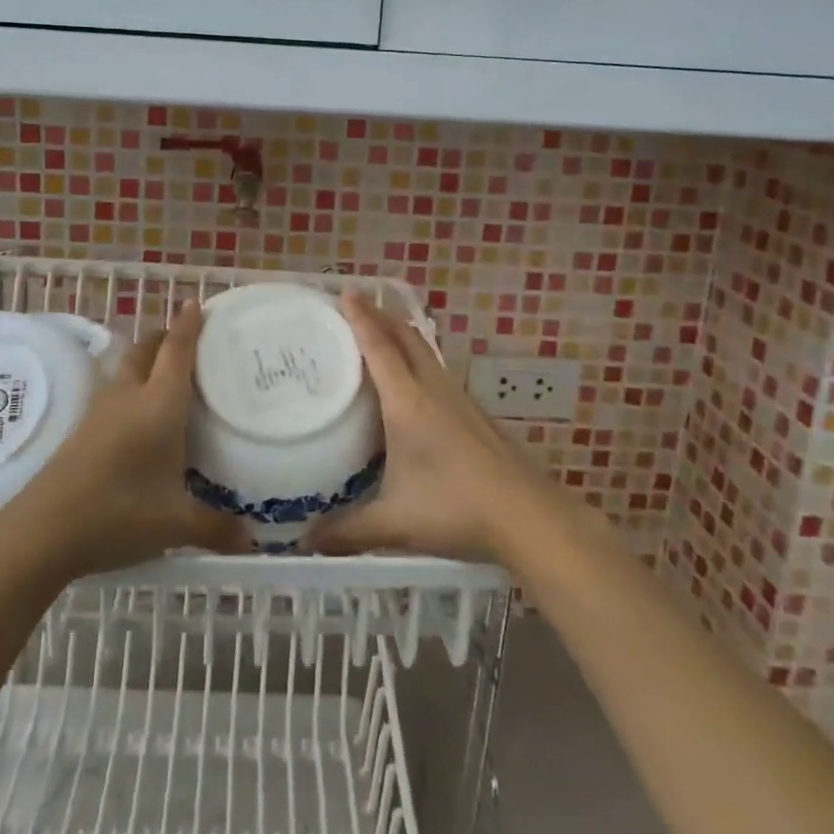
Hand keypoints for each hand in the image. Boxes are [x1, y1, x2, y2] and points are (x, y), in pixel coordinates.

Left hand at [8, 303, 249, 577]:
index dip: (189, 325)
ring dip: (146, 358)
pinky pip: (114, 390)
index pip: (177, 351)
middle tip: (188, 337)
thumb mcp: (175, 525)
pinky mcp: (83, 429)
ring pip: (127, 367)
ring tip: (166, 370)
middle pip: (147, 349)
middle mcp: (130, 397)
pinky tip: (138, 413)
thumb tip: (252, 542)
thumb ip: (216, 528)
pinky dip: (131, 385)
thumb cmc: (118, 514)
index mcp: (159, 405)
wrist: (42, 531)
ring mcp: (101, 411)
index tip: (198, 303)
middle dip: (166, 336)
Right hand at [306, 292, 549, 561]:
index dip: (361, 318)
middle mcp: (433, 390)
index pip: (380, 347)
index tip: (346, 291)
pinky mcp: (475, 415)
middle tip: (356, 306)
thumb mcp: (394, 523)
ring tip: (381, 336)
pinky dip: (419, 360)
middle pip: (406, 338)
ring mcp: (459, 400)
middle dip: (381, 316)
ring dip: (402, 336)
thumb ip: (347, 530)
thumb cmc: (456, 509)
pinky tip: (415, 384)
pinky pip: (438, 371)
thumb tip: (305, 542)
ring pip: (426, 352)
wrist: (528, 516)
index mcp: (408, 403)